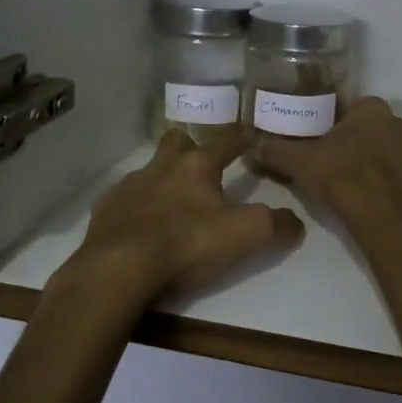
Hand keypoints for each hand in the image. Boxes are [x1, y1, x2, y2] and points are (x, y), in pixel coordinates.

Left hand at [68, 128, 304, 306]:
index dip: (243, 137)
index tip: (251, 133)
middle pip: (178, 142)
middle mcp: (162, 166)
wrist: (117, 269)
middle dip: (191, 149)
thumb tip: (296, 223)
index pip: (227, 141)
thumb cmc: (186, 244)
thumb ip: (275, 225)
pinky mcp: (105, 210)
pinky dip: (136, 208)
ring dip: (163, 180)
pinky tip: (141, 229)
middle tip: (202, 170)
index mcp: (197, 165)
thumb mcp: (244, 236)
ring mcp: (129, 186)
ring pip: (150, 170)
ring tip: (172, 206)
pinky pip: (124, 200)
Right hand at [253, 97, 401, 235]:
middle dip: (367, 144)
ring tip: (367, 186)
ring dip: (389, 165)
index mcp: (374, 111)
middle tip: (345, 166)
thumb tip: (252, 144)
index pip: (356, 110)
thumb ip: (275, 149)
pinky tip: (389, 201)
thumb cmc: (341, 179)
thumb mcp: (299, 162)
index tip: (328, 145)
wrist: (383, 221)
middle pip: (381, 130)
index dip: (341, 127)